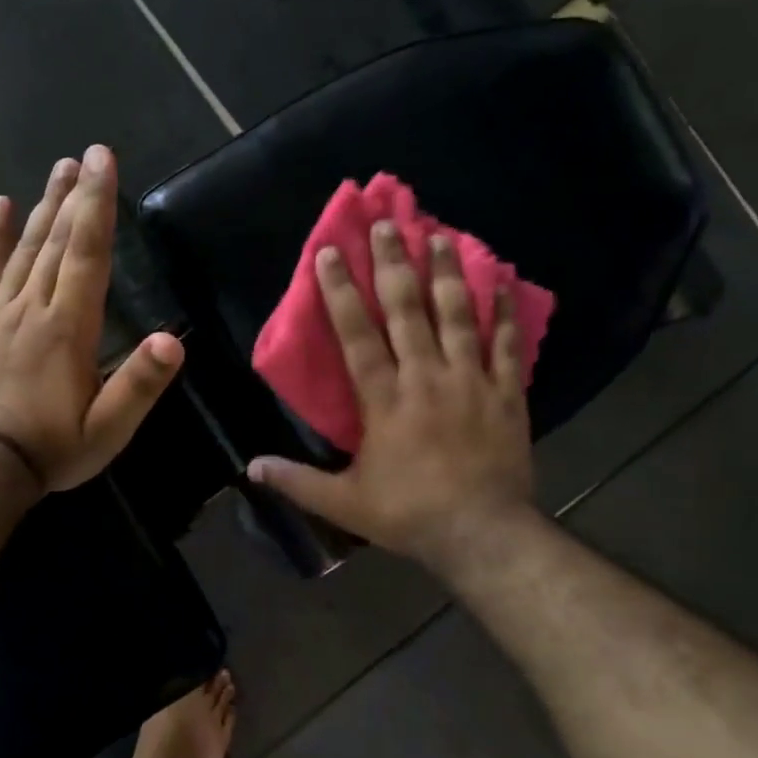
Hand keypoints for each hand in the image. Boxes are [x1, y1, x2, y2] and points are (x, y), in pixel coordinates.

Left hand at [0, 145, 184, 492]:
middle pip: (56, 242)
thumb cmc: (51, 449)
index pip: (87, 254)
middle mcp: (33, 309)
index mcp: (68, 329)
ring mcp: (0, 314)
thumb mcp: (106, 430)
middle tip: (85, 155)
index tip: (102, 161)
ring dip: (42, 208)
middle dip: (74, 196)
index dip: (97, 205)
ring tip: (57, 171)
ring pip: (24, 250)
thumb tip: (173, 341)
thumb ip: (138, 385)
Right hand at [247, 221, 535, 575]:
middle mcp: (426, 378)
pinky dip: (505, 312)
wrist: (482, 534)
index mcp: (384, 400)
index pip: (356, 334)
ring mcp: (471, 381)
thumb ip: (296, 480)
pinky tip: (502, 281)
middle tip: (387, 223)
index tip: (332, 252)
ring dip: (447, 273)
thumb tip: (250, 469)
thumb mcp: (342, 502)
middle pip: (407, 310)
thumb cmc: (407, 514)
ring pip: (457, 316)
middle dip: (394, 264)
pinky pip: (507, 345)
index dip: (341, 292)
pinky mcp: (506, 394)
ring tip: (440, 234)